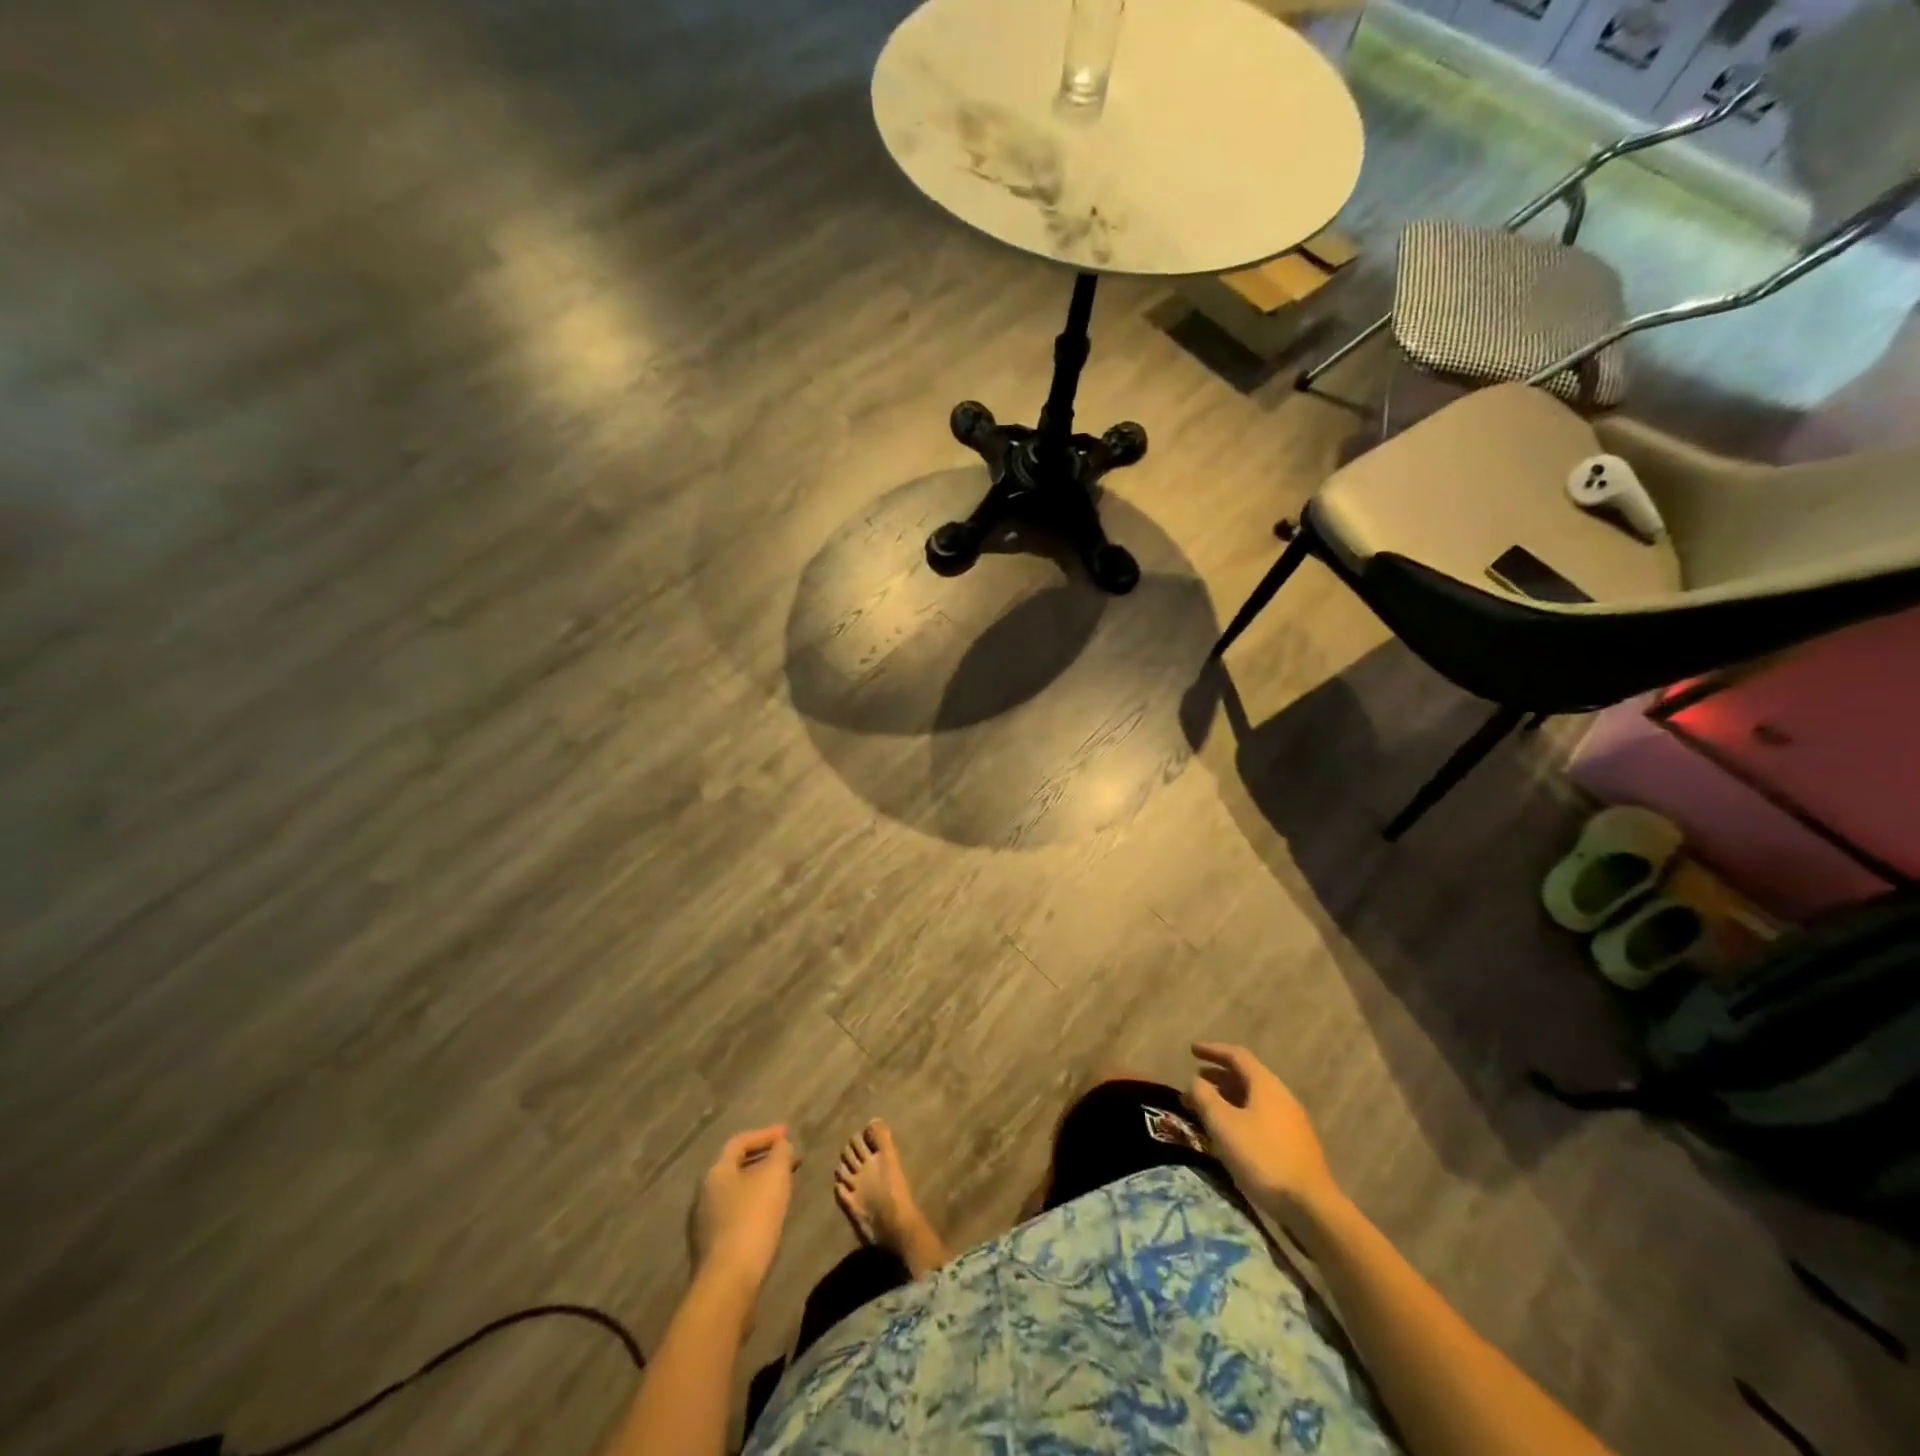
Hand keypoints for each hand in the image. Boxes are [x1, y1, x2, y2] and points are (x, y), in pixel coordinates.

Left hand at [694, 1125, 796, 1300]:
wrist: (728, 1284)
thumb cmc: (753, 1220)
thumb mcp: (775, 1176)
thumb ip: (781, 1153)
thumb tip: (782, 1145)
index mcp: (716, 1172)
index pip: (740, 1142)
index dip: (766, 1135)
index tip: (788, 1134)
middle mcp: (704, 1194)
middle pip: (737, 1167)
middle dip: (765, 1160)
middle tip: (790, 1160)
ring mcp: (704, 1223)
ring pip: (736, 1192)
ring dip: (760, 1185)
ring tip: (784, 1187)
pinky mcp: (710, 1249)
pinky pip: (735, 1215)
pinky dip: (753, 1207)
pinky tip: (770, 1217)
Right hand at [1187, 1043, 1338, 1219]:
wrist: (1310, 1206)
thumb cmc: (1262, 1157)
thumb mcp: (1223, 1124)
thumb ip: (1204, 1097)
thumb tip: (1195, 1082)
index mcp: (1266, 1085)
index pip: (1237, 1055)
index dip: (1213, 1050)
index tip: (1192, 1050)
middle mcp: (1281, 1096)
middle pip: (1247, 1076)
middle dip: (1219, 1075)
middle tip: (1196, 1080)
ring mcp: (1292, 1122)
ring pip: (1254, 1098)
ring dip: (1229, 1097)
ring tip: (1208, 1107)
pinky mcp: (1295, 1145)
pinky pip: (1262, 1117)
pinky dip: (1241, 1114)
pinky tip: (1231, 1133)